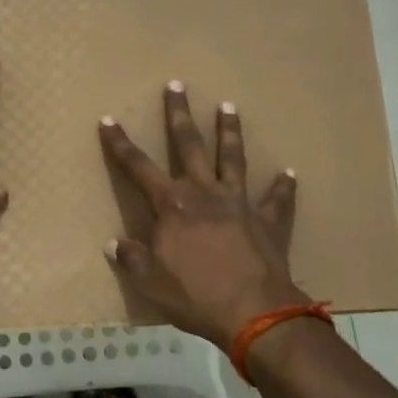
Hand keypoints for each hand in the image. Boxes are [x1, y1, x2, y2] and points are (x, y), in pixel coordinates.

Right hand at [98, 81, 309, 348]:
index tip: (108, 120)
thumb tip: (115, 243)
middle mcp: (205, 194)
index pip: (138, 167)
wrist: (254, 313)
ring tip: (229, 106)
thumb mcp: (150, 282)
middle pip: (189, 146)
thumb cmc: (195, 296)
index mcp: (172, 206)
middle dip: (179, 115)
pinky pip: (278, 200)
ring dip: (230, 132)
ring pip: (233, 159)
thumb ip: (132, 259)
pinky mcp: (268, 221)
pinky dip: (283, 187)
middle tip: (177, 85)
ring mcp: (240, 204)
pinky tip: (289, 174)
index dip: (120, 144)